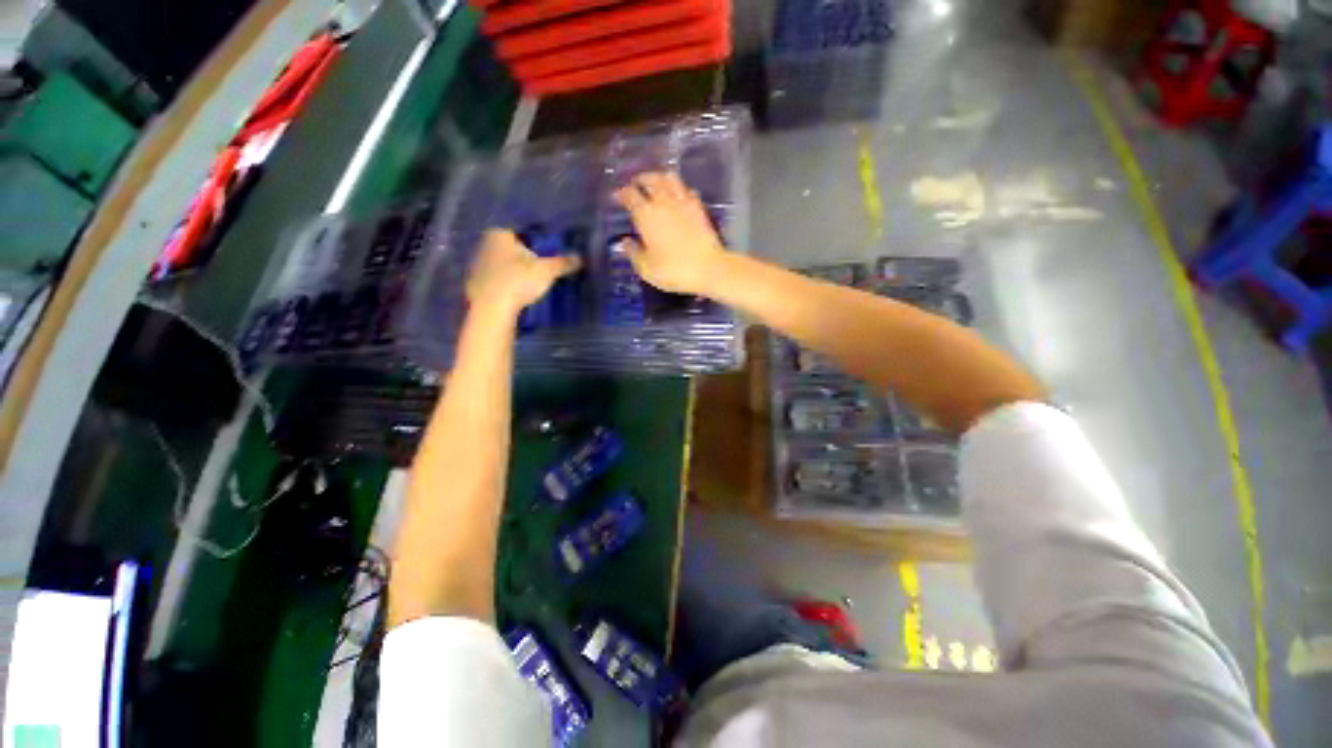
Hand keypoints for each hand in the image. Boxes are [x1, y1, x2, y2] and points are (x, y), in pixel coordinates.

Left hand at [467, 230, 581, 314]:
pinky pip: (495, 280)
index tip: (547, 255)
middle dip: (525, 258)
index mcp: (499, 235)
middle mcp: (483, 245)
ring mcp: (476, 265)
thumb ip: (563, 263)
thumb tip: (580, 258)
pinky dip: (505, 285)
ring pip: (502, 265)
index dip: (536, 243)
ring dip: (514, 272)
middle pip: (510, 249)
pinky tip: (516, 294)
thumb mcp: (547, 271)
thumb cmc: (518, 281)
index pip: (521, 233)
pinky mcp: (475, 284)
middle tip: (541, 270)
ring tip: (530, 284)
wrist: (490, 309)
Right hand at [613, 172, 728, 295]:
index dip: (621, 193)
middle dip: (640, 180)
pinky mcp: (699, 208)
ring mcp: (683, 203)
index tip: (617, 196)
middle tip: (635, 183)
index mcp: (646, 215)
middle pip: (650, 180)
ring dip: (659, 177)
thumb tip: (625, 242)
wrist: (709, 269)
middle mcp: (663, 203)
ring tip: (655, 182)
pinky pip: (687, 190)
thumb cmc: (673, 271)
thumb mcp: (646, 268)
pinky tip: (679, 195)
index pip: (630, 195)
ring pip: (670, 179)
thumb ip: (633, 253)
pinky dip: (679, 188)